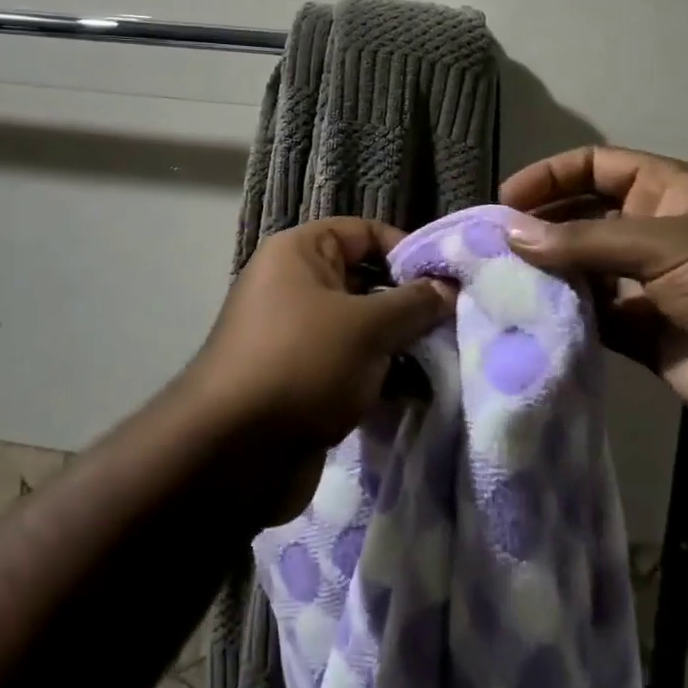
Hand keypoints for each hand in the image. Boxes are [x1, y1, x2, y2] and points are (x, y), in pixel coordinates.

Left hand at [186, 218, 455, 454]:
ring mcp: (298, 336)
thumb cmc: (301, 364)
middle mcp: (296, 286)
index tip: (449, 282)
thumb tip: (448, 288)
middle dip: (410, 305)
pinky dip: (381, 378)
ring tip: (444, 365)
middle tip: (455, 327)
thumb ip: (413, 304)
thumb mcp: (366, 327)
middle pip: (367, 281)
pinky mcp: (304, 381)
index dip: (407, 251)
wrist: (232, 454)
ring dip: (401, 347)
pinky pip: (352, 366)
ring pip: (363, 329)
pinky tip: (418, 397)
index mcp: (299, 253)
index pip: (364, 232)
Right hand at [501, 146, 687, 460]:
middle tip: (489, 248)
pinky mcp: (649, 338)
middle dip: (539, 229)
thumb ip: (585, 240)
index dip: (549, 176)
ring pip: (583, 272)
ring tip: (496, 285)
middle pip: (581, 219)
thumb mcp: (668, 246)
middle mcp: (653, 233)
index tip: (504, 200)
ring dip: (547, 276)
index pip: (594, 167)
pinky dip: (565, 321)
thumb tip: (511, 233)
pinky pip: (596, 322)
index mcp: (665, 192)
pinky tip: (530, 325)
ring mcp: (651, 287)